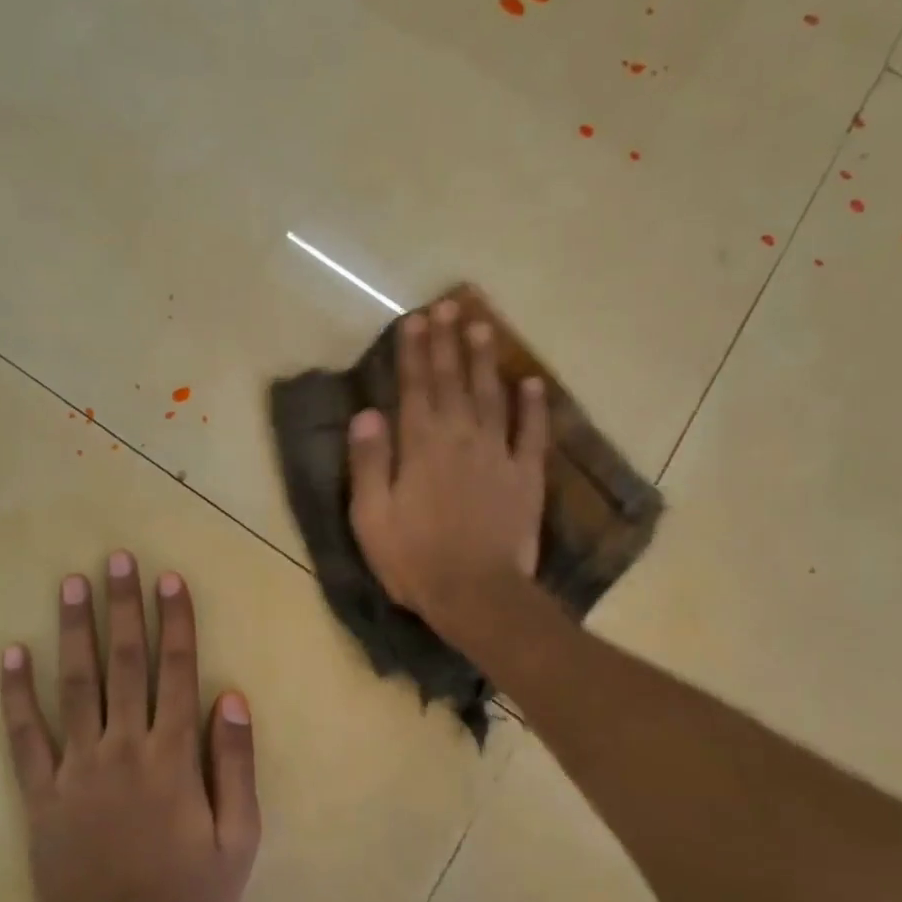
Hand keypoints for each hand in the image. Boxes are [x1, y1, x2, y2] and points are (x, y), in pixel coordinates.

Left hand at [0, 552, 259, 901]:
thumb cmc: (189, 899)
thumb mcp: (238, 839)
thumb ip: (236, 765)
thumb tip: (233, 697)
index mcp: (173, 757)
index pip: (177, 672)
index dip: (175, 622)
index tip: (168, 579)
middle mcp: (124, 748)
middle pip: (126, 664)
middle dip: (123, 608)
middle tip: (116, 560)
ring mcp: (76, 769)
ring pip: (76, 685)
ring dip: (74, 631)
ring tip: (71, 584)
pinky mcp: (40, 795)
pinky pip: (25, 737)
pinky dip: (16, 694)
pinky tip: (11, 654)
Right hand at [348, 300, 548, 635]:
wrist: (477, 594)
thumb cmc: (414, 559)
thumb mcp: (372, 517)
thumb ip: (369, 462)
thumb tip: (366, 413)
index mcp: (421, 446)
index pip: (415, 387)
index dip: (414, 352)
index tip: (415, 320)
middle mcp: (461, 438)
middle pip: (453, 382)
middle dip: (448, 343)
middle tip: (448, 307)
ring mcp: (498, 455)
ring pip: (492, 396)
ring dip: (486, 361)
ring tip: (484, 327)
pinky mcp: (526, 477)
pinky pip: (533, 433)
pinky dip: (535, 407)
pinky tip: (533, 383)